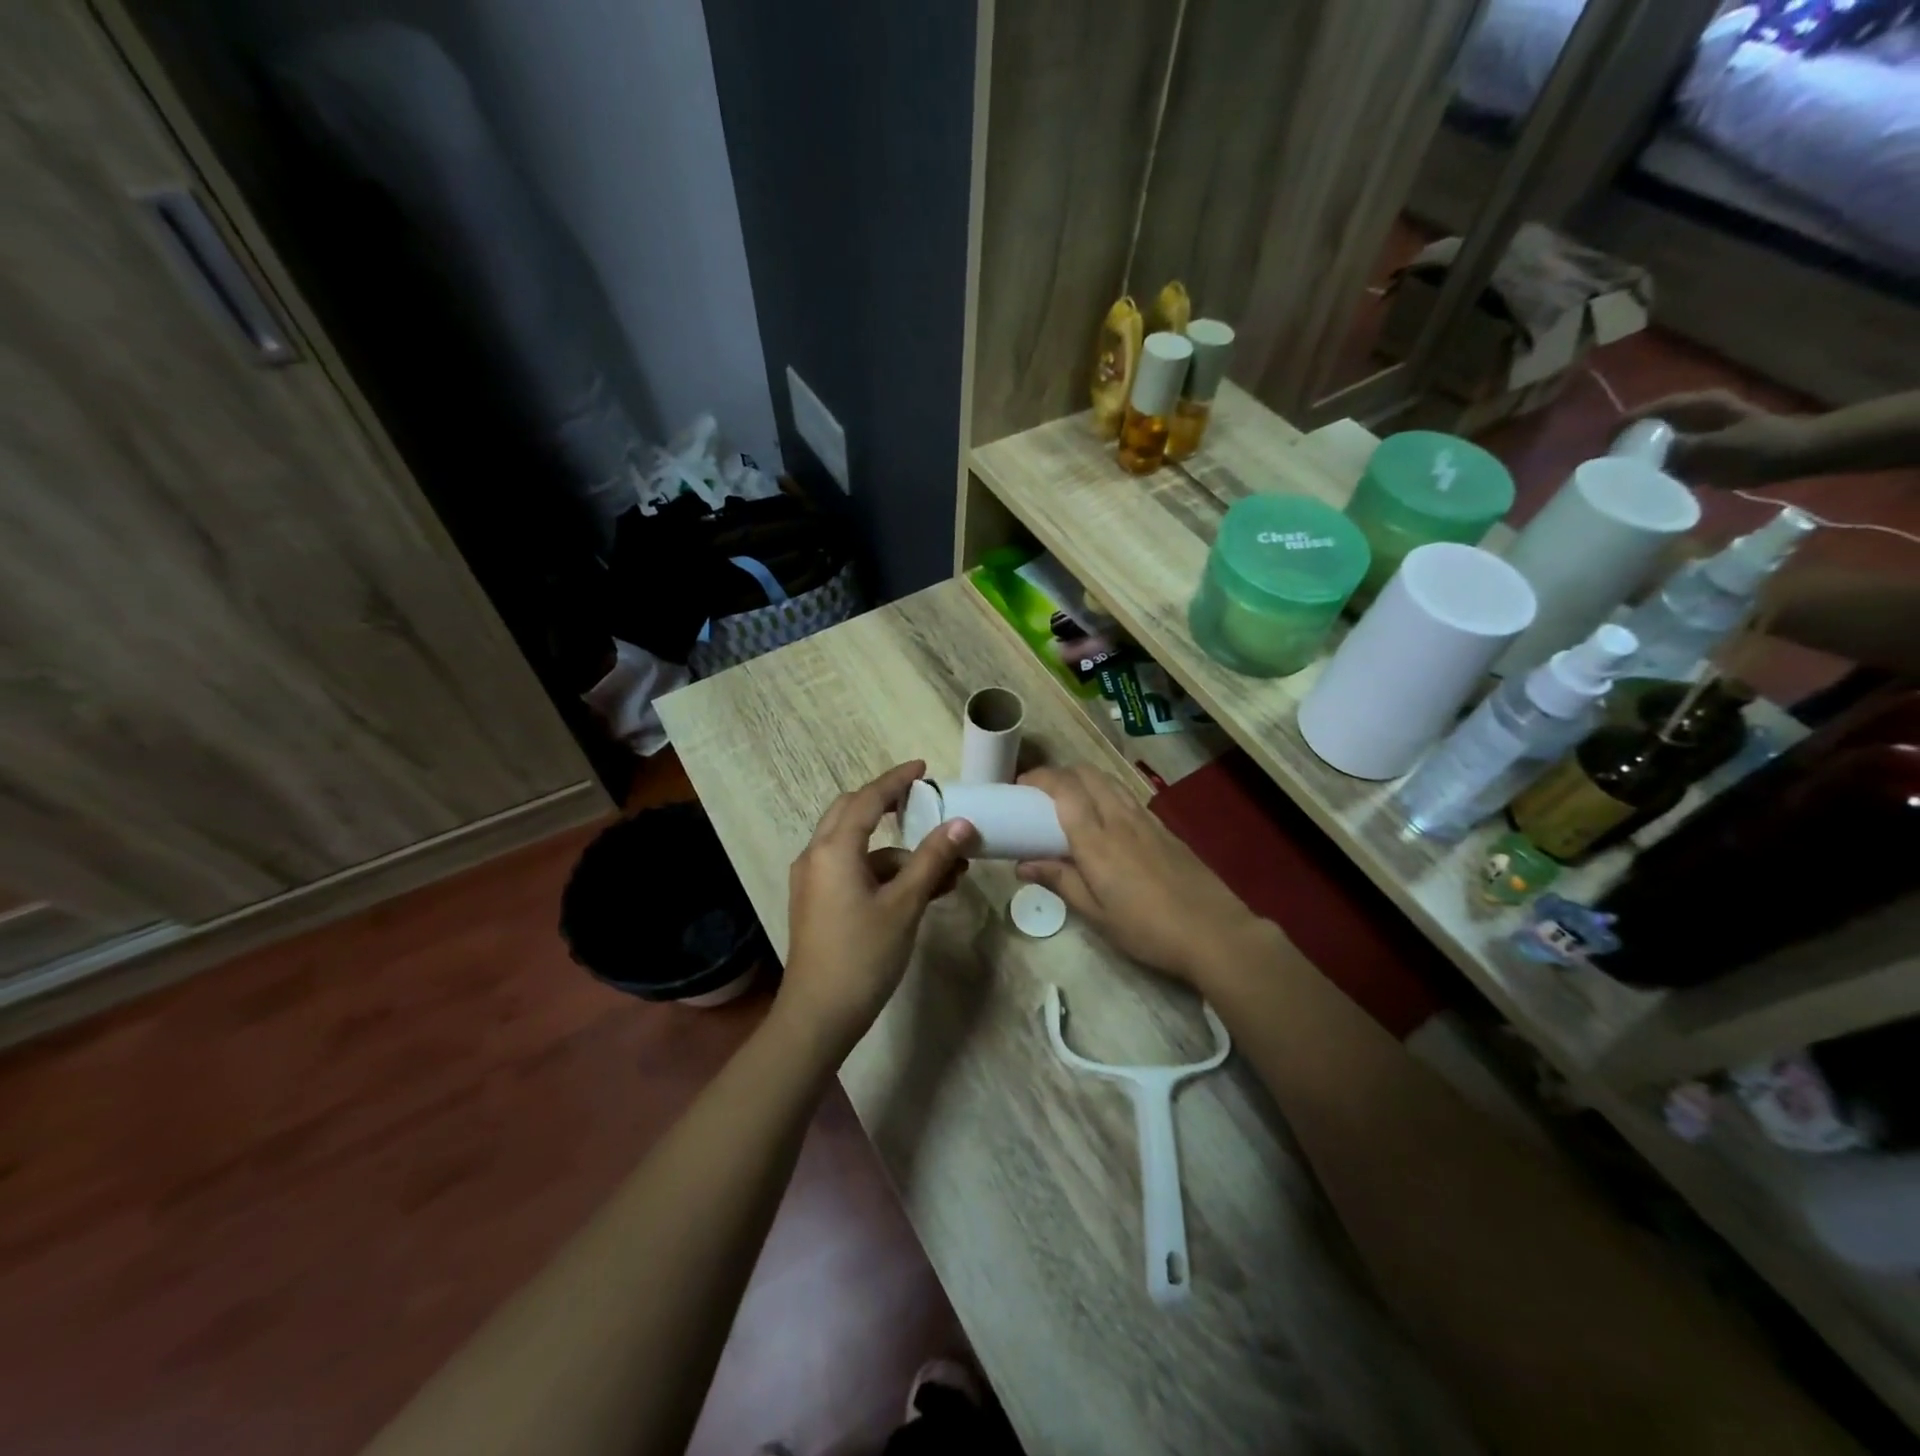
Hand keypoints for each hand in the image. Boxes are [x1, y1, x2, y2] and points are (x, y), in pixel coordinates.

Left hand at [779, 761, 973, 1054]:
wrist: (818, 1016)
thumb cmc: (862, 955)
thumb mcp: (904, 905)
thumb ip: (932, 859)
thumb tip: (962, 823)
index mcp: (833, 849)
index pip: (867, 799)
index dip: (896, 780)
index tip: (922, 768)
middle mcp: (816, 856)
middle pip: (852, 813)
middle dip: (888, 805)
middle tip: (922, 802)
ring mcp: (814, 881)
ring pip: (857, 848)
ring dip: (898, 852)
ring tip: (946, 870)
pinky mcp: (818, 902)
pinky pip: (853, 871)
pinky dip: (884, 873)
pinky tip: (921, 891)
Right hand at [1014, 765, 1271, 991]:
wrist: (1214, 932)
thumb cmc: (1147, 930)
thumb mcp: (1097, 915)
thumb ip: (1061, 882)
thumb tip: (1023, 864)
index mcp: (1096, 841)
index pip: (1064, 790)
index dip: (1040, 779)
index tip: (1020, 787)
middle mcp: (1119, 820)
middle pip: (1087, 774)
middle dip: (1060, 774)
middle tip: (1041, 794)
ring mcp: (1146, 820)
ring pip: (1110, 781)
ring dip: (1085, 780)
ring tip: (1070, 801)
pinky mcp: (1164, 828)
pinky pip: (1128, 797)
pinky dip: (1107, 794)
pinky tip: (1106, 820)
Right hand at [1626, 390, 1810, 488]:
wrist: (1800, 454)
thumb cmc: (1761, 447)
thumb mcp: (1716, 449)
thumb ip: (1677, 450)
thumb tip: (1635, 459)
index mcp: (1694, 406)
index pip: (1644, 413)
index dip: (1619, 431)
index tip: (1602, 454)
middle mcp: (1690, 415)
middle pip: (1644, 429)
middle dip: (1625, 448)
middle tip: (1608, 471)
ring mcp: (1694, 432)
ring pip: (1653, 444)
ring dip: (1638, 461)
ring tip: (1621, 479)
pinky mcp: (1698, 448)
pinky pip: (1666, 457)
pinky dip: (1654, 469)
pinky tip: (1645, 483)